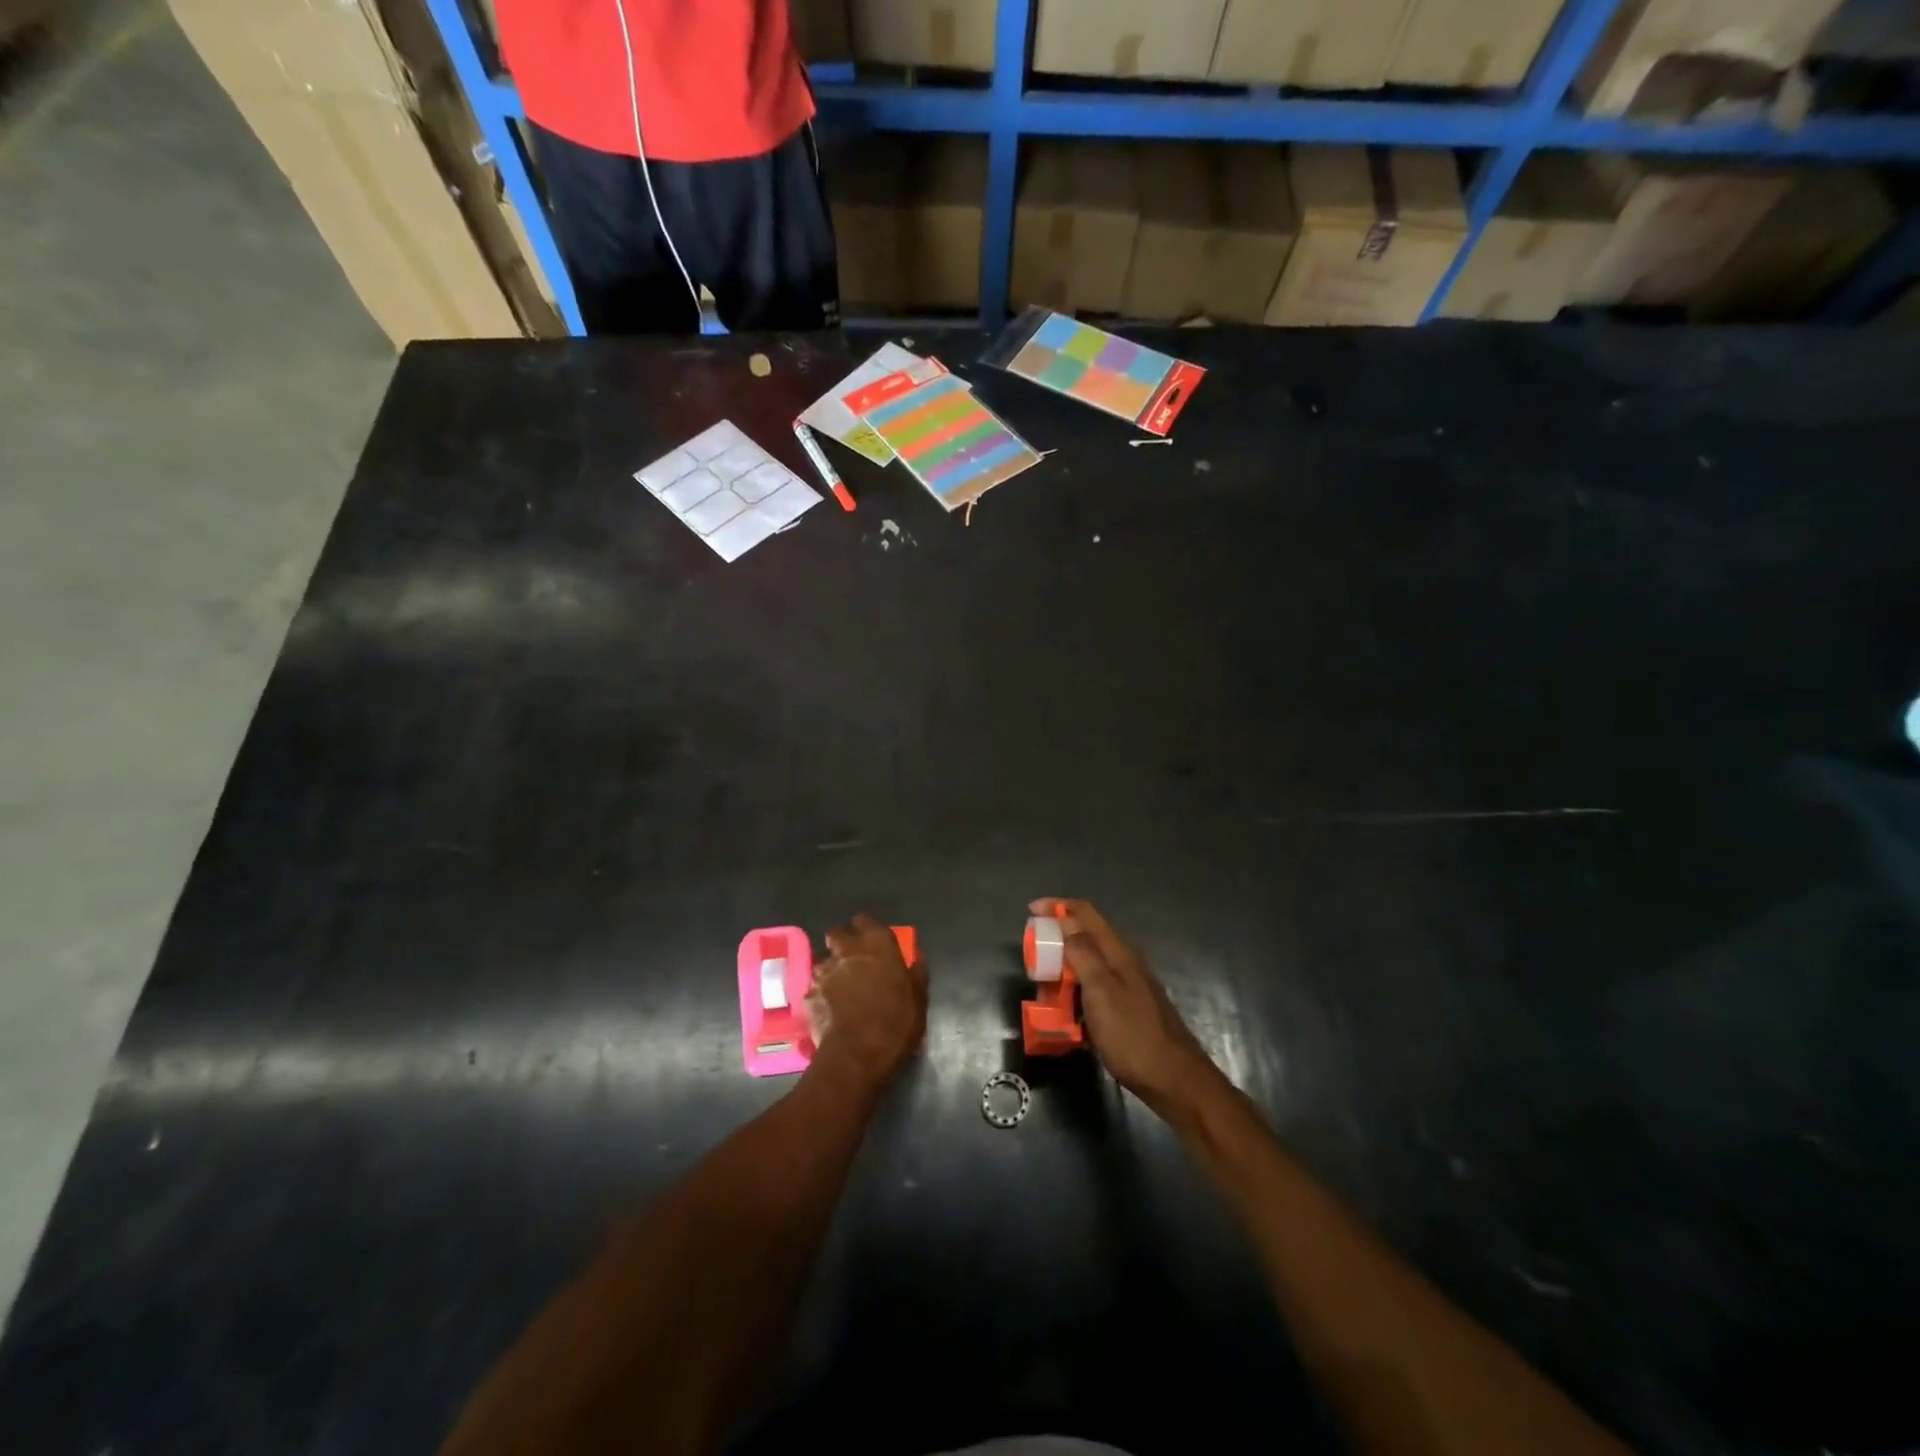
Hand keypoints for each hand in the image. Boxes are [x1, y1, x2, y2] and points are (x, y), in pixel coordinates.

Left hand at [804, 914, 927, 1092]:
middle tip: (854, 961)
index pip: (865, 920)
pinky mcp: (808, 995)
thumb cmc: (896, 1022)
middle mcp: (847, 950)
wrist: (858, 1055)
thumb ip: (916, 974)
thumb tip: (917, 958)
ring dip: (831, 970)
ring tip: (840, 988)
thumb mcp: (919, 999)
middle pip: (837, 934)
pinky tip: (829, 1011)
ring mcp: (824, 972)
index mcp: (877, 944)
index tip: (872, 941)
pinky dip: (821, 995)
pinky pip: (815, 989)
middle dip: (842, 943)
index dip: (866, 929)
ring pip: (823, 961)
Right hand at [1033, 898, 1218, 1117]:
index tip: (1031, 910)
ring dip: (1065, 970)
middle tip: (1034, 959)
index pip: (1085, 913)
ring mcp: (1129, 985)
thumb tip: (1066, 920)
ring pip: (1090, 965)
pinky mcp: (1129, 1008)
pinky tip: (1068, 1014)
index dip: (1058, 906)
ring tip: (1045, 989)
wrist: (1174, 1080)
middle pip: (1086, 937)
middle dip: (1057, 941)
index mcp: (1118, 952)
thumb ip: (1083, 953)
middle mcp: (1125, 961)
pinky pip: (1096, 989)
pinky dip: (1077, 993)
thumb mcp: (1101, 992)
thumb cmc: (1132, 1035)